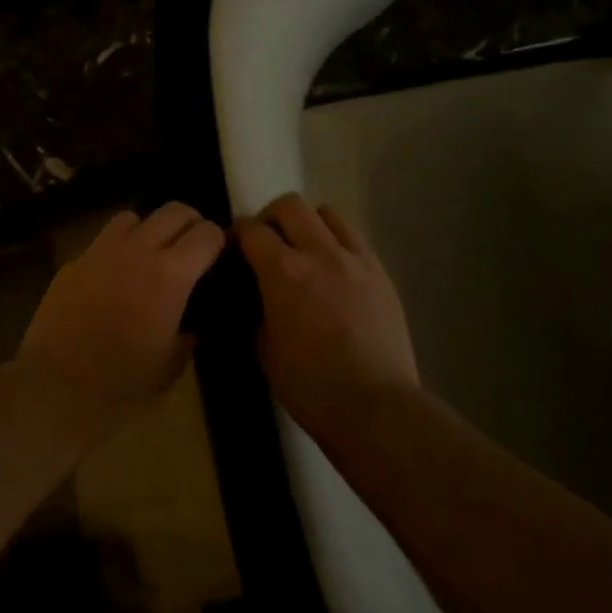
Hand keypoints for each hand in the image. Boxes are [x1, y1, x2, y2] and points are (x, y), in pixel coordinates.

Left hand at [17, 202, 225, 409]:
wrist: (58, 382)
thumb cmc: (122, 379)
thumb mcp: (171, 364)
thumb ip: (188, 334)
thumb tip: (190, 323)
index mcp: (170, 275)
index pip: (206, 233)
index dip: (217, 241)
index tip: (215, 256)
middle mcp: (138, 251)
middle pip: (173, 210)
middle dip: (189, 222)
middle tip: (190, 247)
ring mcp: (102, 251)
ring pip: (134, 216)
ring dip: (148, 229)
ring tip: (149, 254)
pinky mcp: (75, 261)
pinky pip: (103, 240)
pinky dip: (116, 248)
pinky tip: (114, 275)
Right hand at [233, 194, 419, 432]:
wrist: (375, 406)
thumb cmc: (309, 385)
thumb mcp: (264, 348)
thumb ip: (257, 308)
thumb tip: (257, 292)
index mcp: (283, 272)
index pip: (251, 230)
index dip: (236, 234)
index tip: (231, 248)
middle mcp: (320, 253)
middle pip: (290, 205)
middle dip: (270, 218)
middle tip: (266, 243)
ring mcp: (355, 259)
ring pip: (328, 213)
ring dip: (308, 223)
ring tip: (304, 250)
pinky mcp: (380, 273)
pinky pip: (354, 237)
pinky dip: (336, 241)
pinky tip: (332, 269)